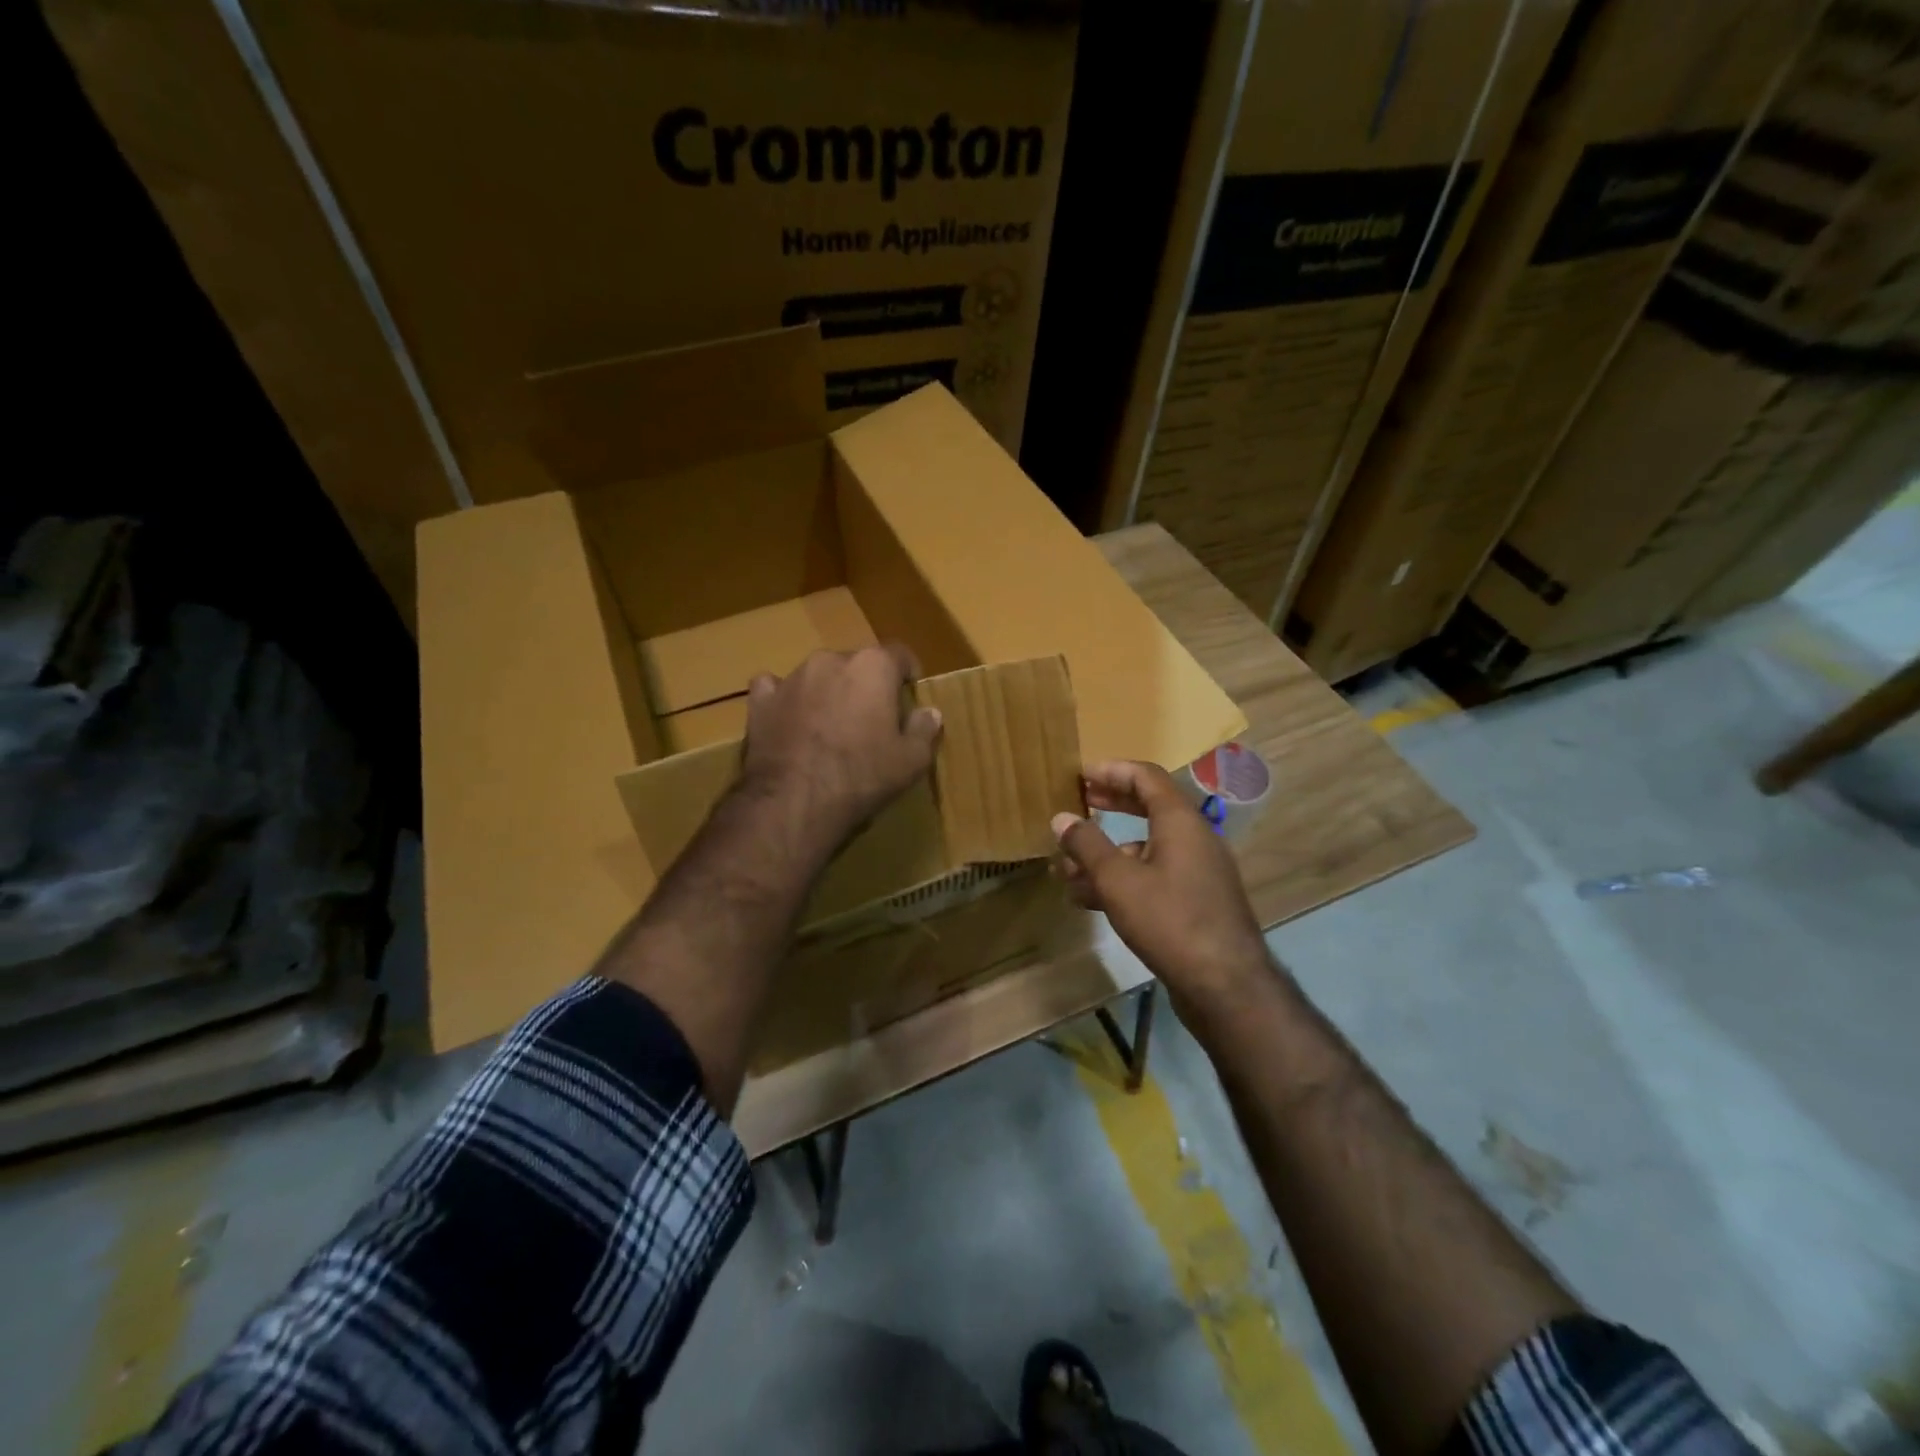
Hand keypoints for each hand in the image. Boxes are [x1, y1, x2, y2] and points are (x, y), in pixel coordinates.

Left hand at [740, 644, 942, 846]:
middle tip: (871, 720)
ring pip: (818, 675)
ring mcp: (792, 677)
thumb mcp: (911, 761)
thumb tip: (929, 712)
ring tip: (830, 727)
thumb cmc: (862, 776)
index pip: (900, 654)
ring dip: (828, 692)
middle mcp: (831, 659)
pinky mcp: (761, 699)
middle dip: (866, 685)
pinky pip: (776, 689)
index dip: (907, 675)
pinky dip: (785, 700)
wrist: (794, 802)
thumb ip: (924, 730)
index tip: (908, 697)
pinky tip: (789, 721)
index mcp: (873, 666)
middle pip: (857, 664)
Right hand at [1052, 760, 1271, 1008]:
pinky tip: (1090, 900)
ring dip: (1107, 853)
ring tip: (1067, 868)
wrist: (1226, 985)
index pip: (1146, 777)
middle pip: (1148, 808)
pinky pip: (1154, 877)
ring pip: (1146, 849)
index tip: (1080, 774)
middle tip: (1078, 803)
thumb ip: (1087, 845)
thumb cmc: (1170, 920)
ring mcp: (1197, 872)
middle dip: (1110, 805)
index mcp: (1180, 821)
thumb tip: (1061, 817)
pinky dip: (1123, 880)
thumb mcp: (1118, 880)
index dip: (1112, 770)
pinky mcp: (1195, 902)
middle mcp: (1193, 838)